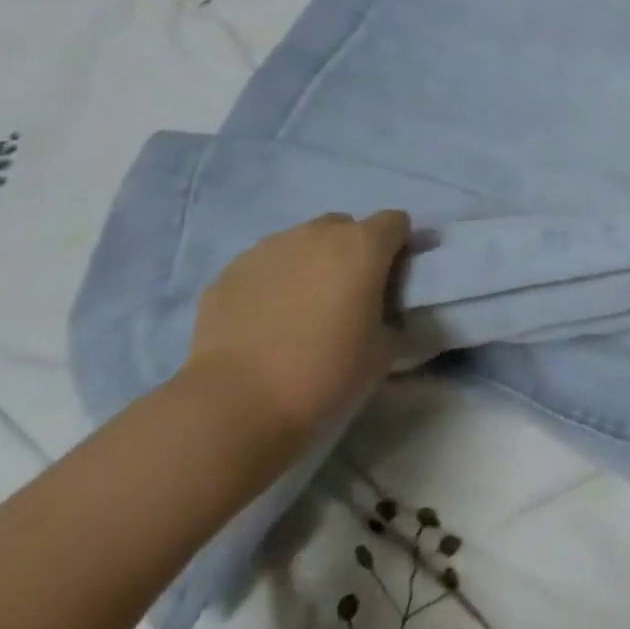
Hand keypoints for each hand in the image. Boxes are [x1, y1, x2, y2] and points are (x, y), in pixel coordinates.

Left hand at [183, 212, 410, 456]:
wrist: (234, 406)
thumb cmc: (324, 374)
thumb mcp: (384, 353)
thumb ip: (393, 320)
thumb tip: (387, 317)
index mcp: (362, 246)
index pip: (395, 222)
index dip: (400, 247)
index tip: (393, 281)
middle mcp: (317, 234)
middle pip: (345, 227)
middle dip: (352, 252)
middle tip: (348, 297)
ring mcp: (268, 248)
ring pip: (302, 243)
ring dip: (310, 265)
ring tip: (301, 311)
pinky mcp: (230, 271)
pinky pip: (264, 266)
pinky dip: (272, 283)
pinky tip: (264, 323)